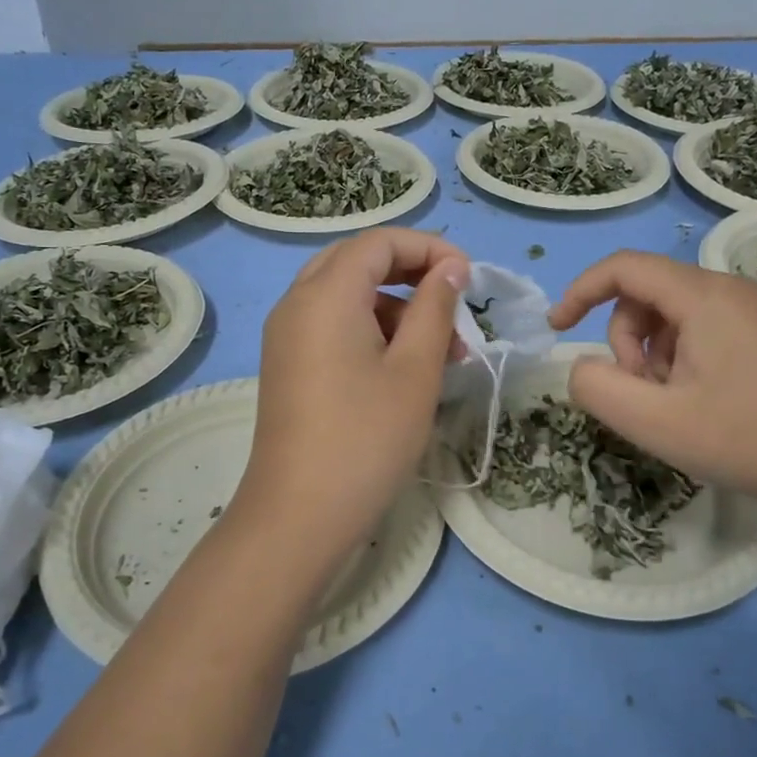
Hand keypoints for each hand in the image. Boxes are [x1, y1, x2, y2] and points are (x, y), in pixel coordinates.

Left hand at [236, 229, 468, 568]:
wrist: (299, 515)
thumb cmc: (367, 438)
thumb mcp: (415, 369)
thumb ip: (435, 307)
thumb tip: (450, 268)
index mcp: (326, 294)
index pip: (380, 241)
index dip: (429, 248)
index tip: (469, 278)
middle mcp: (297, 302)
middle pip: (358, 261)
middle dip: (411, 274)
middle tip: (453, 304)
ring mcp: (286, 334)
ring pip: (346, 294)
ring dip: (396, 308)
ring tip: (443, 351)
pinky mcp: (288, 363)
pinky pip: (332, 323)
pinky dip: (371, 329)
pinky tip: (405, 367)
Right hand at [548, 251, 756, 522]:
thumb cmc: (744, 438)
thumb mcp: (654, 422)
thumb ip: (596, 387)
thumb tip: (583, 367)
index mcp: (702, 296)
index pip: (623, 268)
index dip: (580, 292)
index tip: (557, 329)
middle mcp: (728, 289)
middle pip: (646, 294)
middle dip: (625, 341)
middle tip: (640, 393)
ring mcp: (751, 310)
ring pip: (672, 314)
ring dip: (651, 355)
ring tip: (672, 404)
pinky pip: (700, 328)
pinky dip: (679, 358)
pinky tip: (698, 401)